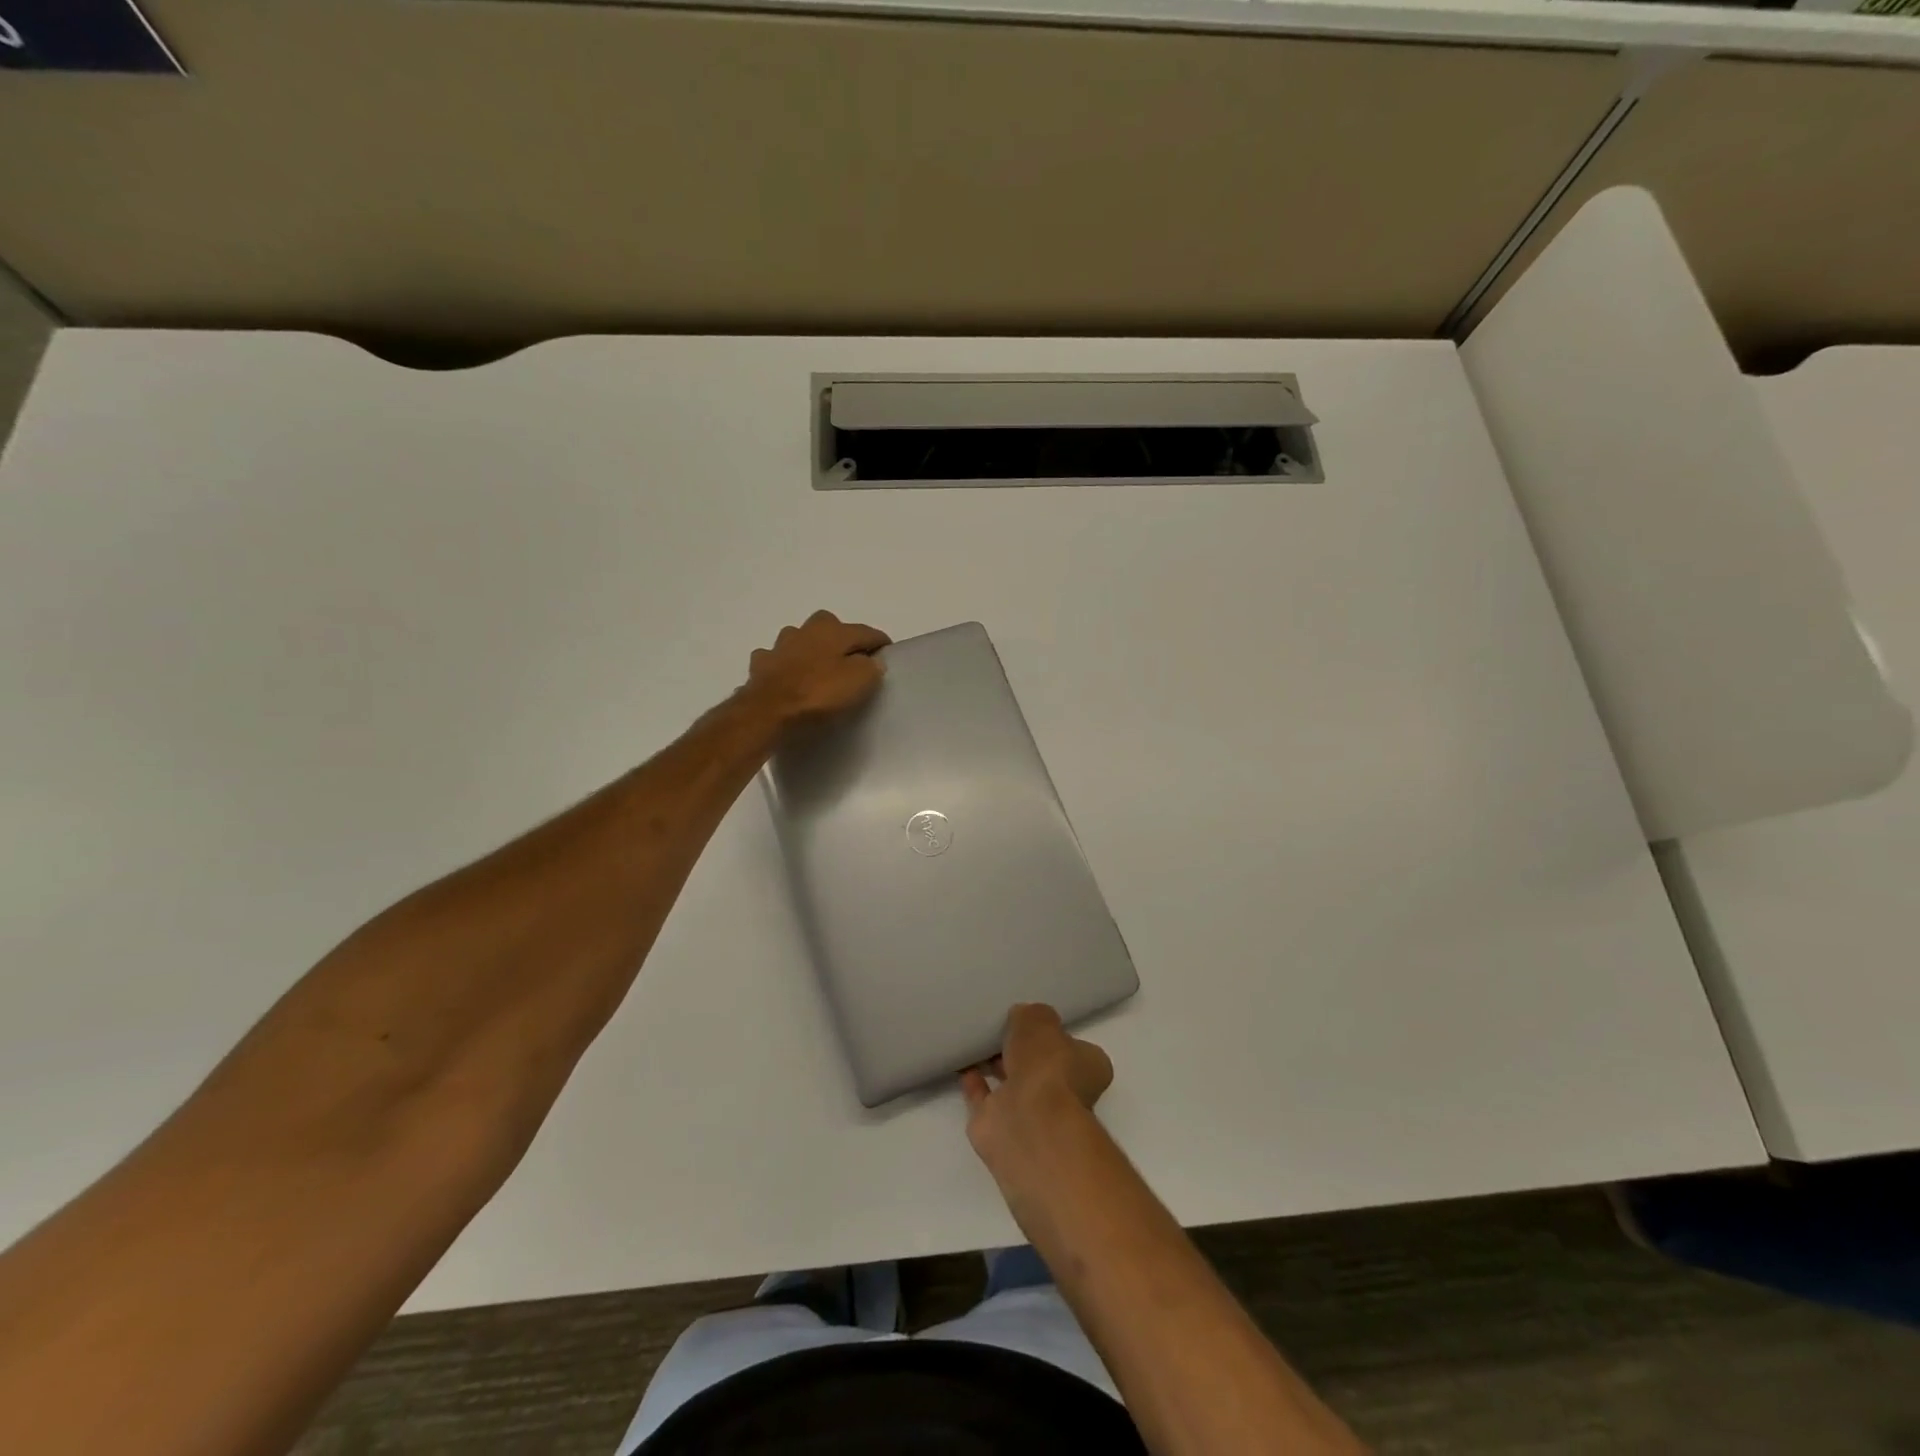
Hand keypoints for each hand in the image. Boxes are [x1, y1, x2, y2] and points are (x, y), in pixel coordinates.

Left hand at [744, 611, 889, 721]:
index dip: (880, 643)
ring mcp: (779, 645)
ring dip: (810, 649)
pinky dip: (784, 665)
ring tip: (818, 668)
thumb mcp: (859, 681)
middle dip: (842, 639)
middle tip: (851, 660)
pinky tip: (787, 677)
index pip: (866, 631)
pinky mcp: (760, 664)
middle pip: (831, 627)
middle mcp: (806, 629)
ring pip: (800, 639)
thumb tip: (872, 661)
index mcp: (834, 629)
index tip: (888, 654)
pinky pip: (777, 659)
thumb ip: (871, 667)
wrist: (768, 710)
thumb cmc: (819, 693)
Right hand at [961, 1004, 1113, 1164]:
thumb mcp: (1041, 1021)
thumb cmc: (1046, 1065)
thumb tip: (1023, 1017)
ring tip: (977, 1042)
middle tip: (1001, 1029)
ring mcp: (1033, 1114)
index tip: (1033, 1022)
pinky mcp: (1001, 1128)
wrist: (1027, 1122)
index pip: (1073, 1048)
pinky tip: (963, 1064)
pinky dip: (974, 1084)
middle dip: (1023, 1053)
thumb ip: (1032, 1015)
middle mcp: (1065, 1094)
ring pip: (1013, 1085)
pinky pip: (985, 1100)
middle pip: (1042, 1068)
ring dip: (997, 1067)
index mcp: (1087, 1068)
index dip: (1054, 1035)